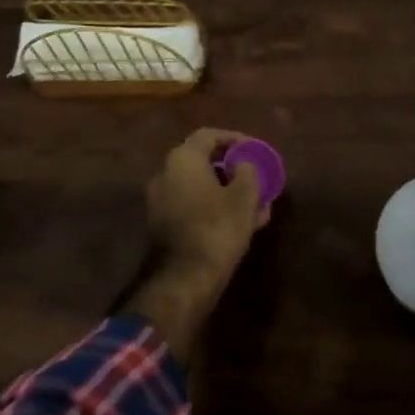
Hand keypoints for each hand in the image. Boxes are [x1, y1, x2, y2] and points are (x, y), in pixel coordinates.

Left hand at [145, 127, 271, 279]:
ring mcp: (160, 201)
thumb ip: (247, 170)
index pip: (209, 135)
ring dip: (226, 190)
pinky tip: (239, 222)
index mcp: (182, 160)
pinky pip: (192, 206)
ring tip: (255, 203)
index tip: (254, 149)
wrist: (185, 279)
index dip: (234, 139)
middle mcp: (165, 174)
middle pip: (202, 161)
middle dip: (231, 168)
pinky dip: (214, 207)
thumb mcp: (244, 196)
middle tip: (254, 176)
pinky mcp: (162, 225)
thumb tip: (242, 164)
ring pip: (199, 186)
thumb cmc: (218, 227)